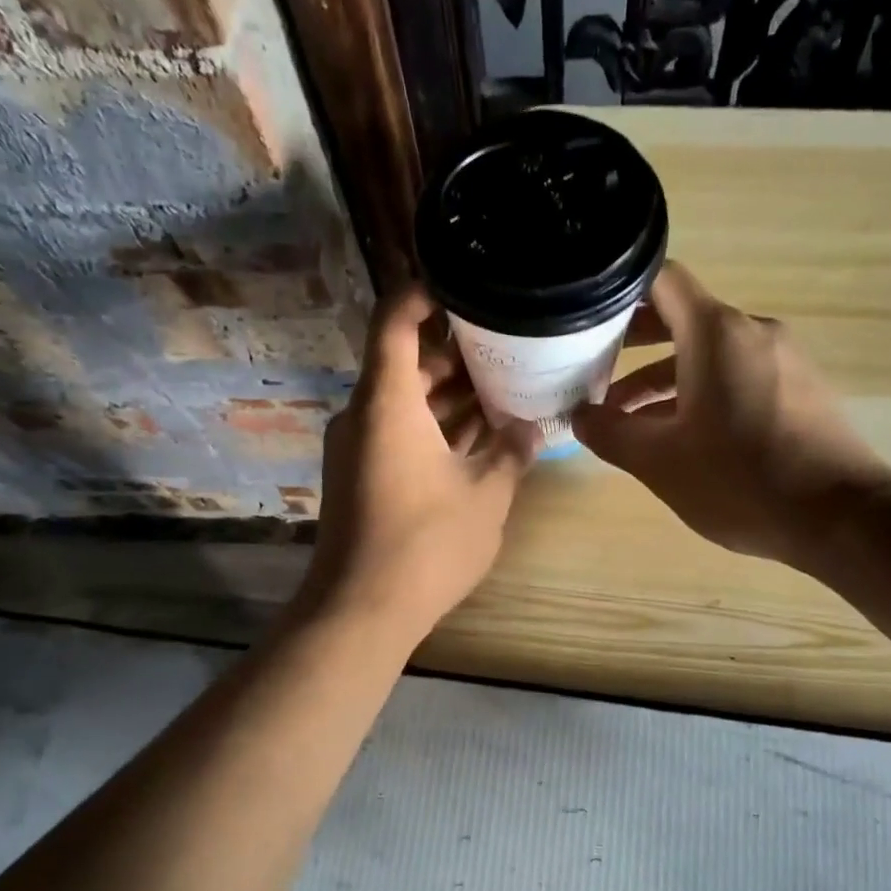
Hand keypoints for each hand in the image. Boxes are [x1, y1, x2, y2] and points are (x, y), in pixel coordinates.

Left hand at [299, 287, 539, 642]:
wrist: (362, 611)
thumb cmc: (426, 544)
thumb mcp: (487, 494)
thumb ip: (513, 451)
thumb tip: (531, 426)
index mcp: (387, 402)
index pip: (394, 320)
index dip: (423, 291)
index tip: (463, 280)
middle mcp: (364, 415)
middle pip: (405, 362)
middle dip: (455, 351)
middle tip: (508, 339)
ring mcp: (360, 448)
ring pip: (406, 402)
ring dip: (450, 394)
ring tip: (505, 383)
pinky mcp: (363, 477)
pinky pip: (400, 433)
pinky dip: (435, 427)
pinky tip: (481, 434)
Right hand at [572, 261, 890, 565]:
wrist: (840, 517)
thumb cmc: (740, 481)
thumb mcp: (660, 462)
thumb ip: (611, 433)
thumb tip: (579, 417)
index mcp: (716, 334)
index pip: (661, 280)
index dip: (618, 291)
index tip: (585, 315)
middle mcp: (751, 332)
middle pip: (682, 316)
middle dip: (633, 340)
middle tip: (591, 365)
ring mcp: (781, 359)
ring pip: (708, 352)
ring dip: (663, 376)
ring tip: (624, 415)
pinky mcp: (798, 388)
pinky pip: (736, 374)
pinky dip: (699, 390)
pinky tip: (678, 432)